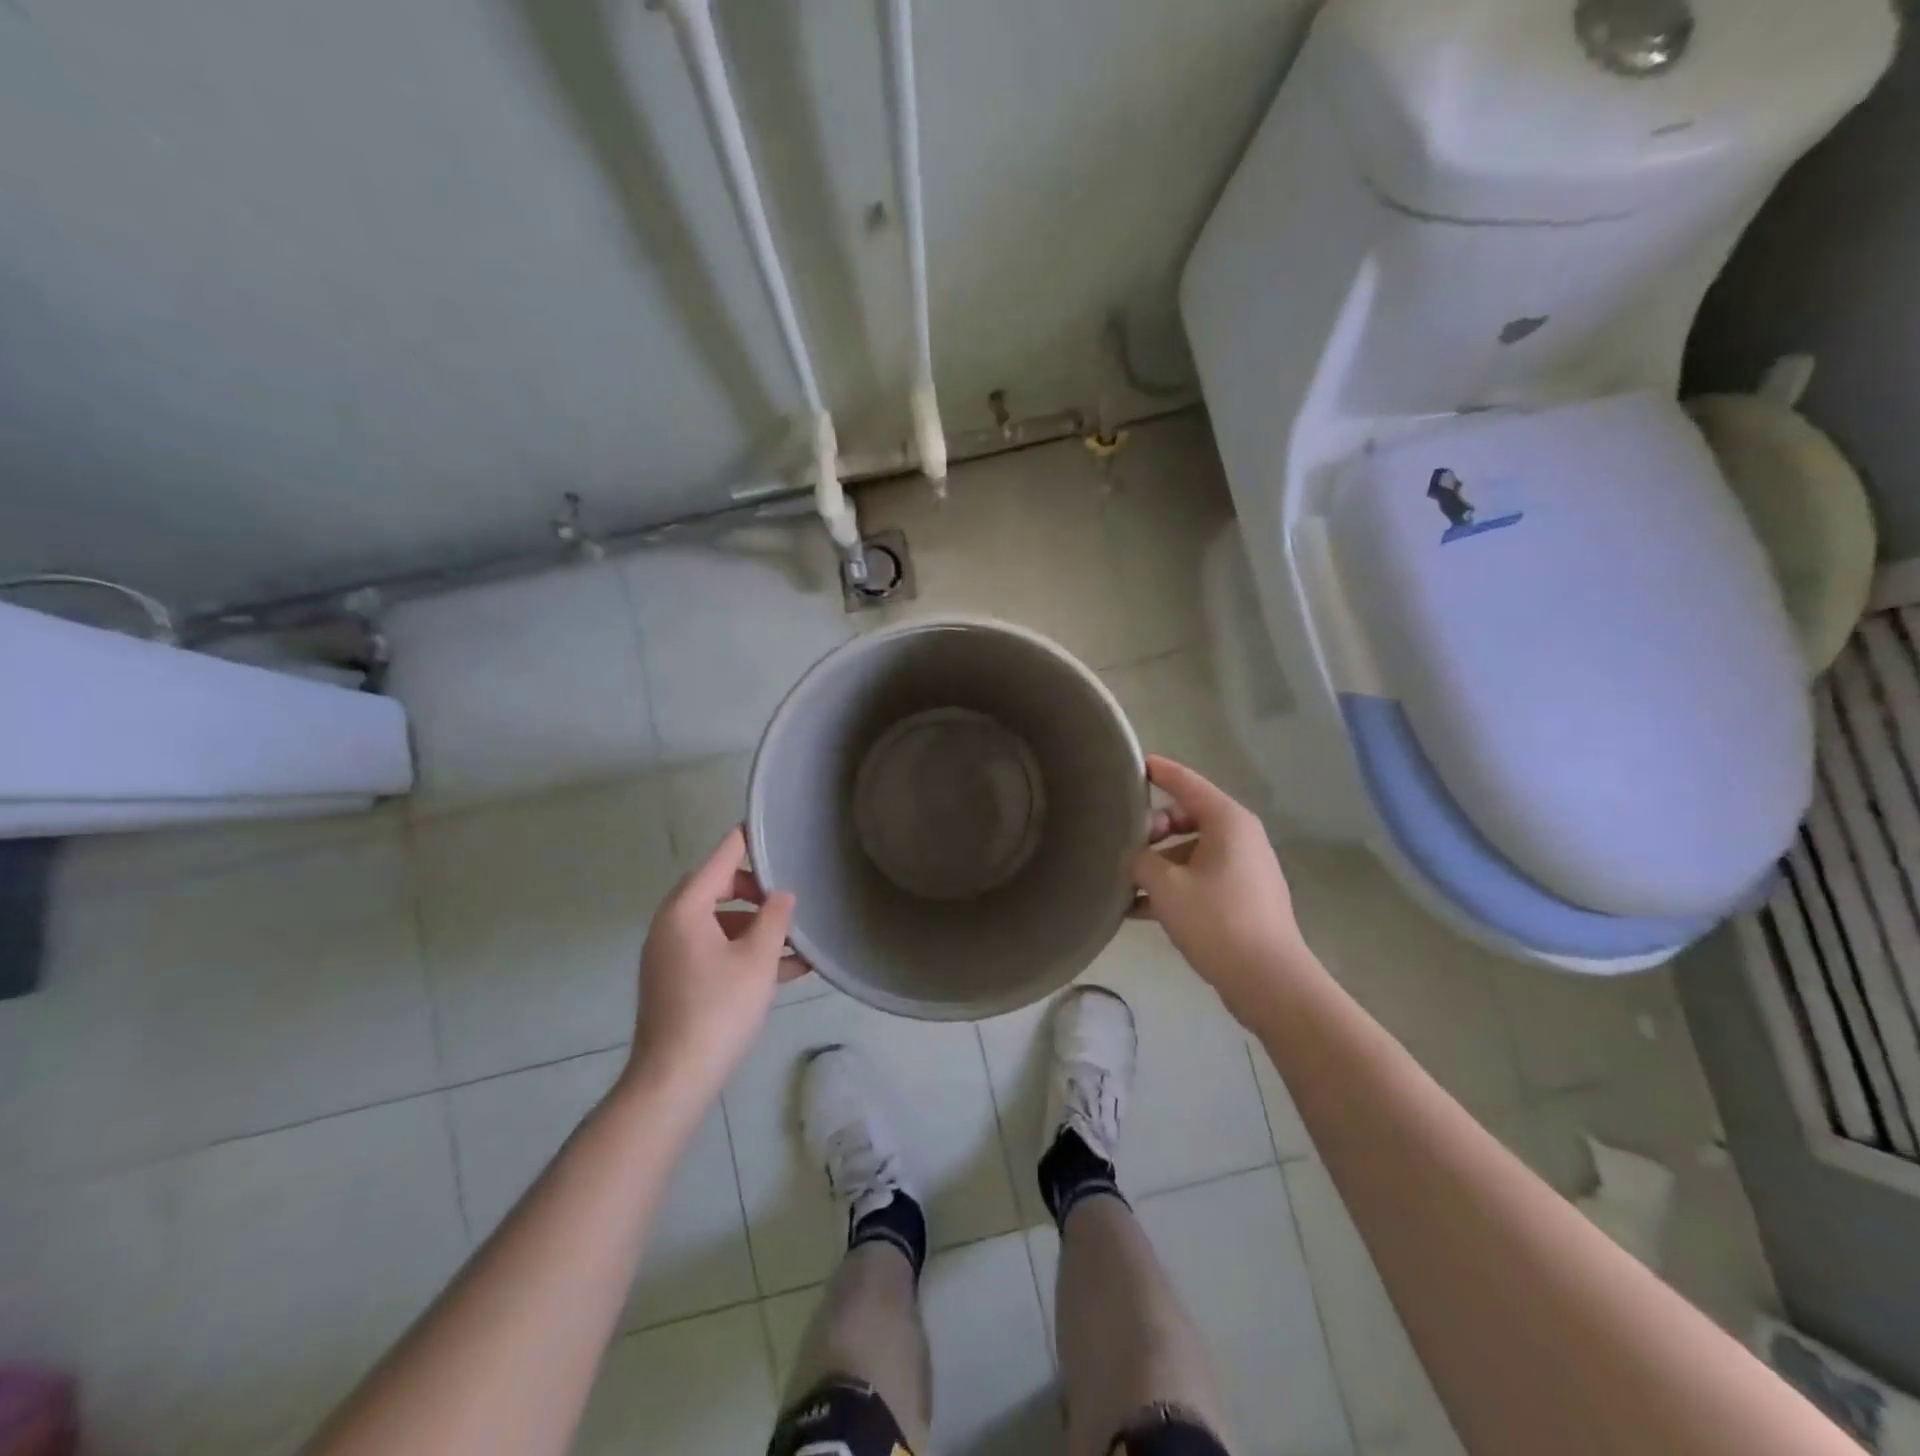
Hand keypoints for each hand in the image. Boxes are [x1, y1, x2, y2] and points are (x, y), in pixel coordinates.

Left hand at [627, 827, 807, 1105]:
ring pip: (719, 924)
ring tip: (797, 940)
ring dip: (756, 927)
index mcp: (685, 910)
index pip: (720, 859)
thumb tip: (782, 894)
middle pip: (717, 889)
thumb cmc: (718, 1009)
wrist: (674, 1079)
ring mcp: (670, 955)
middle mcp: (671, 925)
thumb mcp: (758, 960)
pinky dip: (743, 952)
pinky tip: (784, 970)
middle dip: (757, 891)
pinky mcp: (676, 981)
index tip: (769, 827)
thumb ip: (774, 918)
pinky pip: (713, 951)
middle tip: (788, 897)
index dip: (746, 842)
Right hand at [1129, 755, 1309, 1027]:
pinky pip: (1199, 878)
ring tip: (1123, 880)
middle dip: (1151, 828)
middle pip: (1186, 816)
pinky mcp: (1241, 897)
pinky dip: (1172, 885)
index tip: (1131, 764)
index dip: (1158, 771)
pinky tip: (1138, 909)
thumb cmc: (1216, 920)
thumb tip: (1133, 857)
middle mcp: (1239, 837)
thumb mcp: (1165, 886)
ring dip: (1158, 862)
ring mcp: (1243, 868)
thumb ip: (1140, 860)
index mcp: (1227, 821)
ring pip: (1190, 850)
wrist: (1268, 980)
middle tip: (1122, 844)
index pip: (1186, 782)